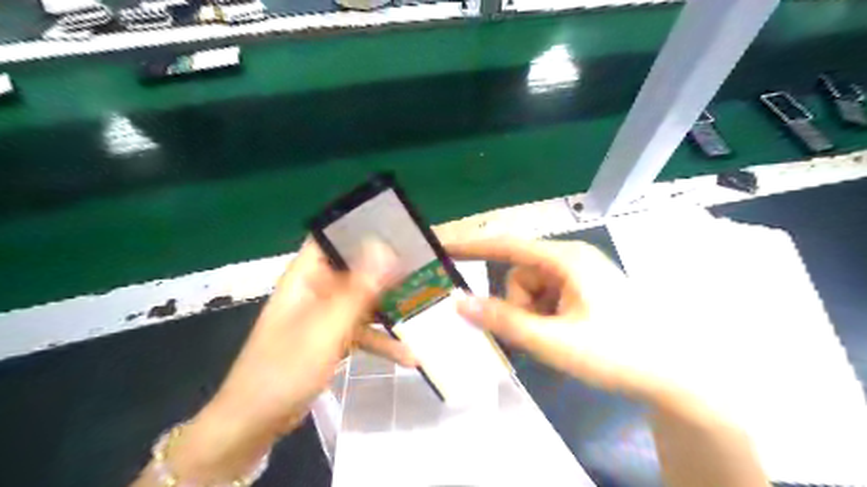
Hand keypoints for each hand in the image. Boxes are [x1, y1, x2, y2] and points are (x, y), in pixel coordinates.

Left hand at [163, 242, 412, 485]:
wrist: (256, 421)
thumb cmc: (285, 367)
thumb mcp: (327, 326)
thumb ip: (358, 288)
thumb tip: (385, 247)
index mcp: (307, 276)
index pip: (334, 237)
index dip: (365, 228)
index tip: (401, 229)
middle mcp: (317, 289)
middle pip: (356, 269)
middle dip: (389, 270)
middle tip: (425, 267)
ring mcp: (325, 315)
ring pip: (363, 302)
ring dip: (390, 308)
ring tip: (425, 308)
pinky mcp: (332, 339)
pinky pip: (361, 331)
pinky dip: (381, 340)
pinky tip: (408, 355)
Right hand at [450, 238, 665, 401]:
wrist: (672, 372)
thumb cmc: (616, 352)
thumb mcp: (553, 341)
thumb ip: (504, 321)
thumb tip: (459, 302)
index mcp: (565, 259)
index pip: (506, 244)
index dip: (471, 245)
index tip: (441, 247)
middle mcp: (571, 258)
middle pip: (519, 273)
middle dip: (516, 304)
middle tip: (533, 335)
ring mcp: (579, 273)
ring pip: (531, 288)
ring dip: (531, 314)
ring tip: (554, 339)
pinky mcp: (584, 289)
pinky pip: (546, 296)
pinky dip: (543, 315)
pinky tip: (564, 335)